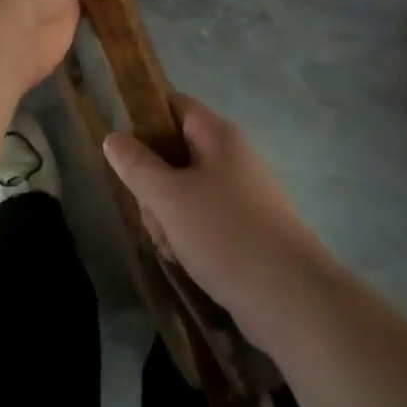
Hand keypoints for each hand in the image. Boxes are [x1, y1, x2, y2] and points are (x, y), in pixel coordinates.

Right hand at [104, 97, 339, 343]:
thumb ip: (137, 166)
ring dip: (167, 216)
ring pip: (185, 192)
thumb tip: (113, 137)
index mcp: (218, 136)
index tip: (120, 145)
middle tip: (151, 210)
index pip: (174, 105)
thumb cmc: (226, 235)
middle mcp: (232, 158)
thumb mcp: (170, 198)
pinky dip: (188, 238)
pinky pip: (203, 221)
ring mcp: (242, 196)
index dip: (143, 116)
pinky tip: (186, 262)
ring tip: (171, 245)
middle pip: (175, 152)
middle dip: (153, 183)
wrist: (293, 301)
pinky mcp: (246, 230)